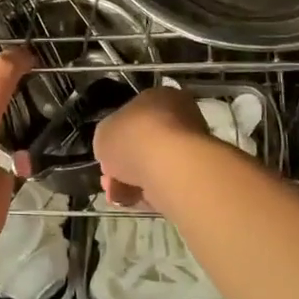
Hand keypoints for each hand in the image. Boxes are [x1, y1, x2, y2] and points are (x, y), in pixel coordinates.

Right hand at [93, 86, 212, 208]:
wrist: (171, 167)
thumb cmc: (134, 137)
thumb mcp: (103, 132)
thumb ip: (108, 138)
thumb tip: (114, 149)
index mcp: (160, 97)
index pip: (135, 114)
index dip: (116, 135)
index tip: (105, 152)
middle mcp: (180, 118)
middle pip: (143, 142)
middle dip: (122, 163)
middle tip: (107, 178)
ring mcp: (190, 148)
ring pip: (152, 166)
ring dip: (130, 181)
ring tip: (114, 194)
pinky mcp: (195, 176)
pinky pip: (164, 184)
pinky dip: (146, 193)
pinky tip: (129, 201)